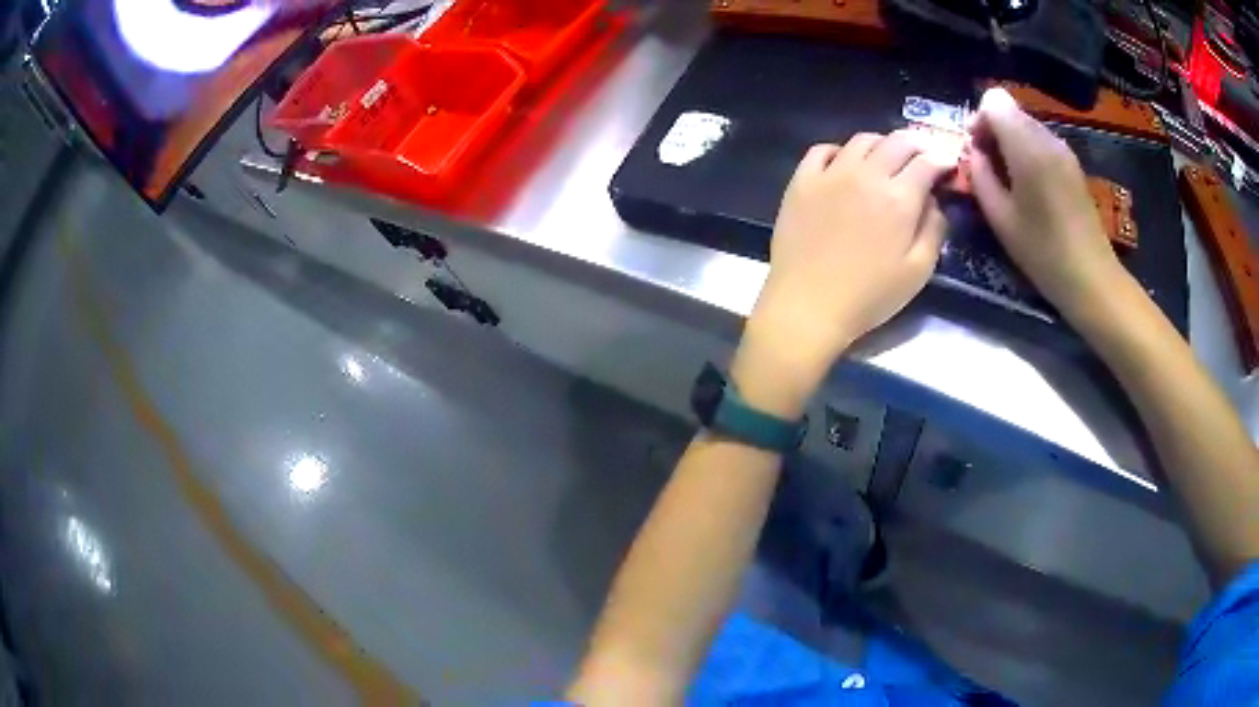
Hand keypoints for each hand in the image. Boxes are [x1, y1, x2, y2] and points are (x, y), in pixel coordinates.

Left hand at [733, 132, 952, 416]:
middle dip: (917, 144)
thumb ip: (934, 229)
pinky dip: (841, 150)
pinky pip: (822, 149)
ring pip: (862, 140)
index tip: (948, 165)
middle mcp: (866, 175)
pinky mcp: (802, 180)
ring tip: (888, 157)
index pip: (927, 161)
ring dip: (882, 143)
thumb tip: (935, 201)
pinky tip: (845, 163)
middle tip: (923, 154)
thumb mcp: (917, 271)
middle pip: (897, 141)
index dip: (942, 159)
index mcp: (899, 198)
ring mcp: (830, 173)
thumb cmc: (869, 296)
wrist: (807, 305)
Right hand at [968, 87, 1128, 319]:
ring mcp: (1063, 150)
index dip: (980, 119)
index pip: (994, 101)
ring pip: (1025, 126)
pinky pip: (1041, 143)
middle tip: (988, 169)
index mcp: (1027, 147)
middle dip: (993, 131)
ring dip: (1010, 144)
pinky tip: (1029, 188)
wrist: (1091, 278)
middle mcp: (1046, 138)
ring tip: (1008, 182)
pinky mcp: (1072, 165)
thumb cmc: (1043, 252)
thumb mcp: (1000, 219)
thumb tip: (975, 154)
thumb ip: (980, 177)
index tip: (976, 150)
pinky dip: (1028, 154)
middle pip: (1010, 110)